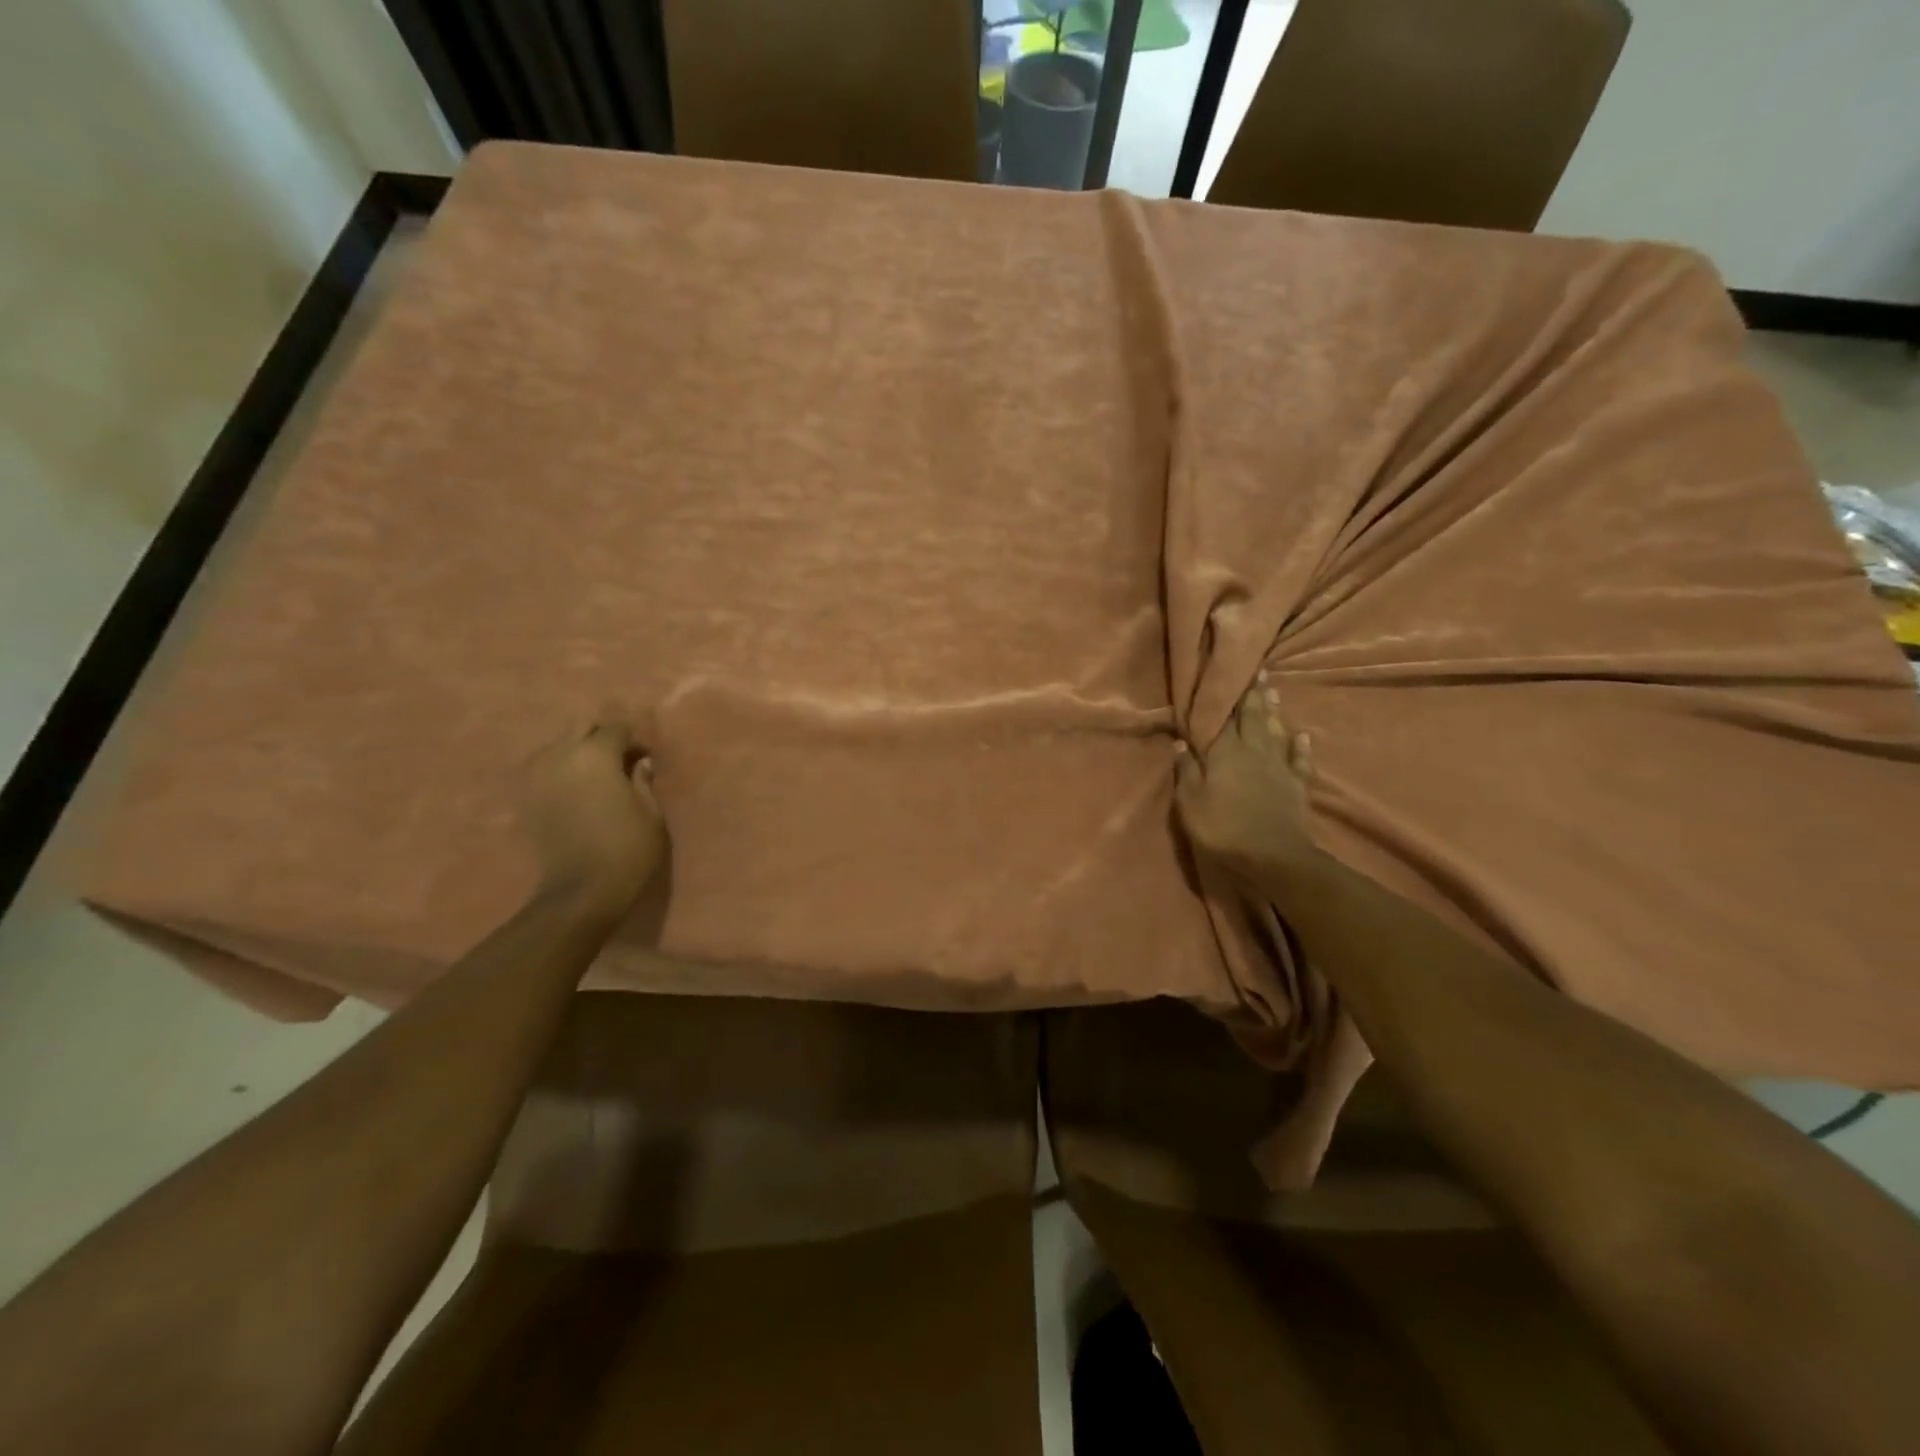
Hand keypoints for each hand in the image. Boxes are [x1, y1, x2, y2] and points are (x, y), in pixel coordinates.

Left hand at [518, 714, 665, 910]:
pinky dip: (559, 772)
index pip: (616, 728)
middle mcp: (561, 755)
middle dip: (601, 737)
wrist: (580, 891)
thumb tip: (639, 762)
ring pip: (557, 746)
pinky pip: (543, 769)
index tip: (646, 757)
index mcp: (596, 755)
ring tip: (594, 776)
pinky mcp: (525, 798)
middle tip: (619, 760)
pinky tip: (574, 791)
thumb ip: (642, 781)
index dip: (634, 740)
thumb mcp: (650, 813)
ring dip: (577, 752)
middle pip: (580, 727)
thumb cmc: (627, 849)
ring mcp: (537, 776)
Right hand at [1174, 671, 1322, 888]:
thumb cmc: (1223, 828)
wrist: (1273, 856)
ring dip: (1274, 711)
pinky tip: (1303, 734)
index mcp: (1225, 753)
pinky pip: (1300, 760)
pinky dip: (1301, 746)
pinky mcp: (1297, 785)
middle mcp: (1254, 751)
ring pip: (1276, 731)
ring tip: (1274, 690)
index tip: (1229, 673)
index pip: (1224, 718)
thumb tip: (1180, 742)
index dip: (1226, 697)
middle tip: (1258, 670)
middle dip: (1253, 694)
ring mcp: (1278, 767)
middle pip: (1253, 717)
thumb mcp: (1190, 802)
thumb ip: (1186, 771)